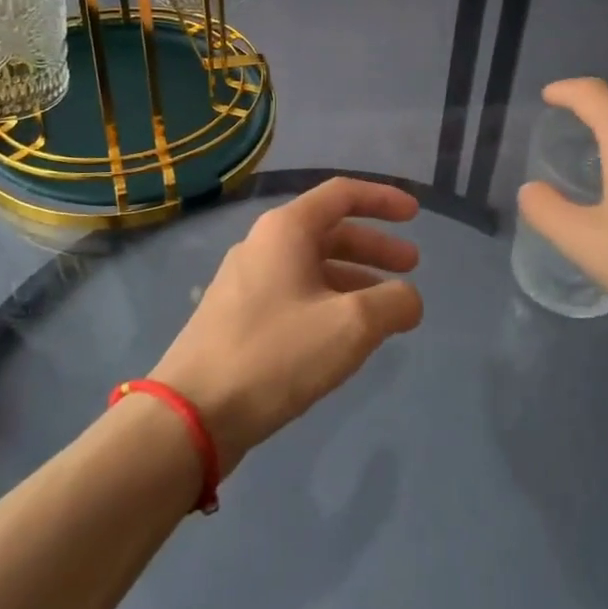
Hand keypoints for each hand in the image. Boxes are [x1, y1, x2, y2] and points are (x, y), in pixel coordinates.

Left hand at [150, 178, 422, 475]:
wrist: (192, 413)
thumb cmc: (276, 353)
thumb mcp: (350, 325)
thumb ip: (393, 303)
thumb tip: (409, 299)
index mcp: (286, 230)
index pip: (342, 194)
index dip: (383, 199)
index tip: (415, 215)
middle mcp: (263, 245)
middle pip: (329, 231)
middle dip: (374, 246)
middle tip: (411, 266)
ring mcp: (246, 282)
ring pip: (312, 266)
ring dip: (354, 277)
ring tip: (387, 307)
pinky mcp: (238, 317)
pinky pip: (295, 294)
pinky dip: (329, 301)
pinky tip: (345, 334)